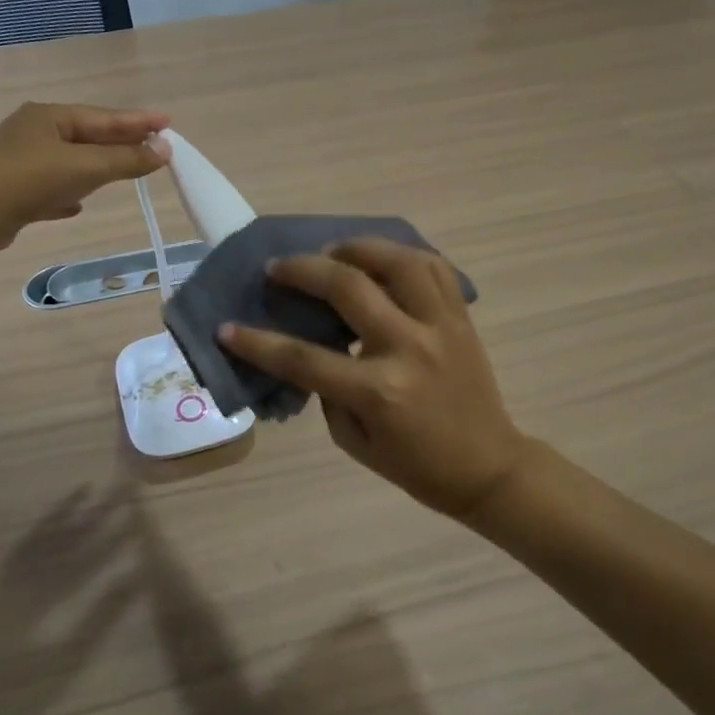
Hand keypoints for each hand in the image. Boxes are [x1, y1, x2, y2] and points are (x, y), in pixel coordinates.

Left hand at [0, 102, 170, 249]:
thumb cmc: (31, 178)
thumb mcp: (86, 167)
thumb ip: (126, 159)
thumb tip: (165, 149)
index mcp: (50, 117)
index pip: (104, 117)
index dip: (138, 121)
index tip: (168, 123)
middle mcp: (34, 133)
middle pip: (88, 137)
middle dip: (119, 143)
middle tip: (152, 145)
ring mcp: (21, 162)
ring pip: (70, 163)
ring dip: (96, 167)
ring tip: (123, 171)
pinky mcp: (13, 192)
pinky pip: (51, 188)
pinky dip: (70, 192)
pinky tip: (79, 205)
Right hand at [218, 238, 528, 520]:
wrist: (488, 467)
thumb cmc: (416, 465)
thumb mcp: (354, 442)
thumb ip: (328, 391)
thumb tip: (312, 346)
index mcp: (378, 390)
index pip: (303, 358)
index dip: (257, 342)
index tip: (227, 327)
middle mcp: (408, 347)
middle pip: (348, 287)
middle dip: (302, 270)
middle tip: (278, 267)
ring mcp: (440, 326)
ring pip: (398, 261)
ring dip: (357, 247)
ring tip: (332, 250)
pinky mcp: (461, 317)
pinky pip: (434, 268)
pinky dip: (403, 255)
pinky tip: (381, 259)